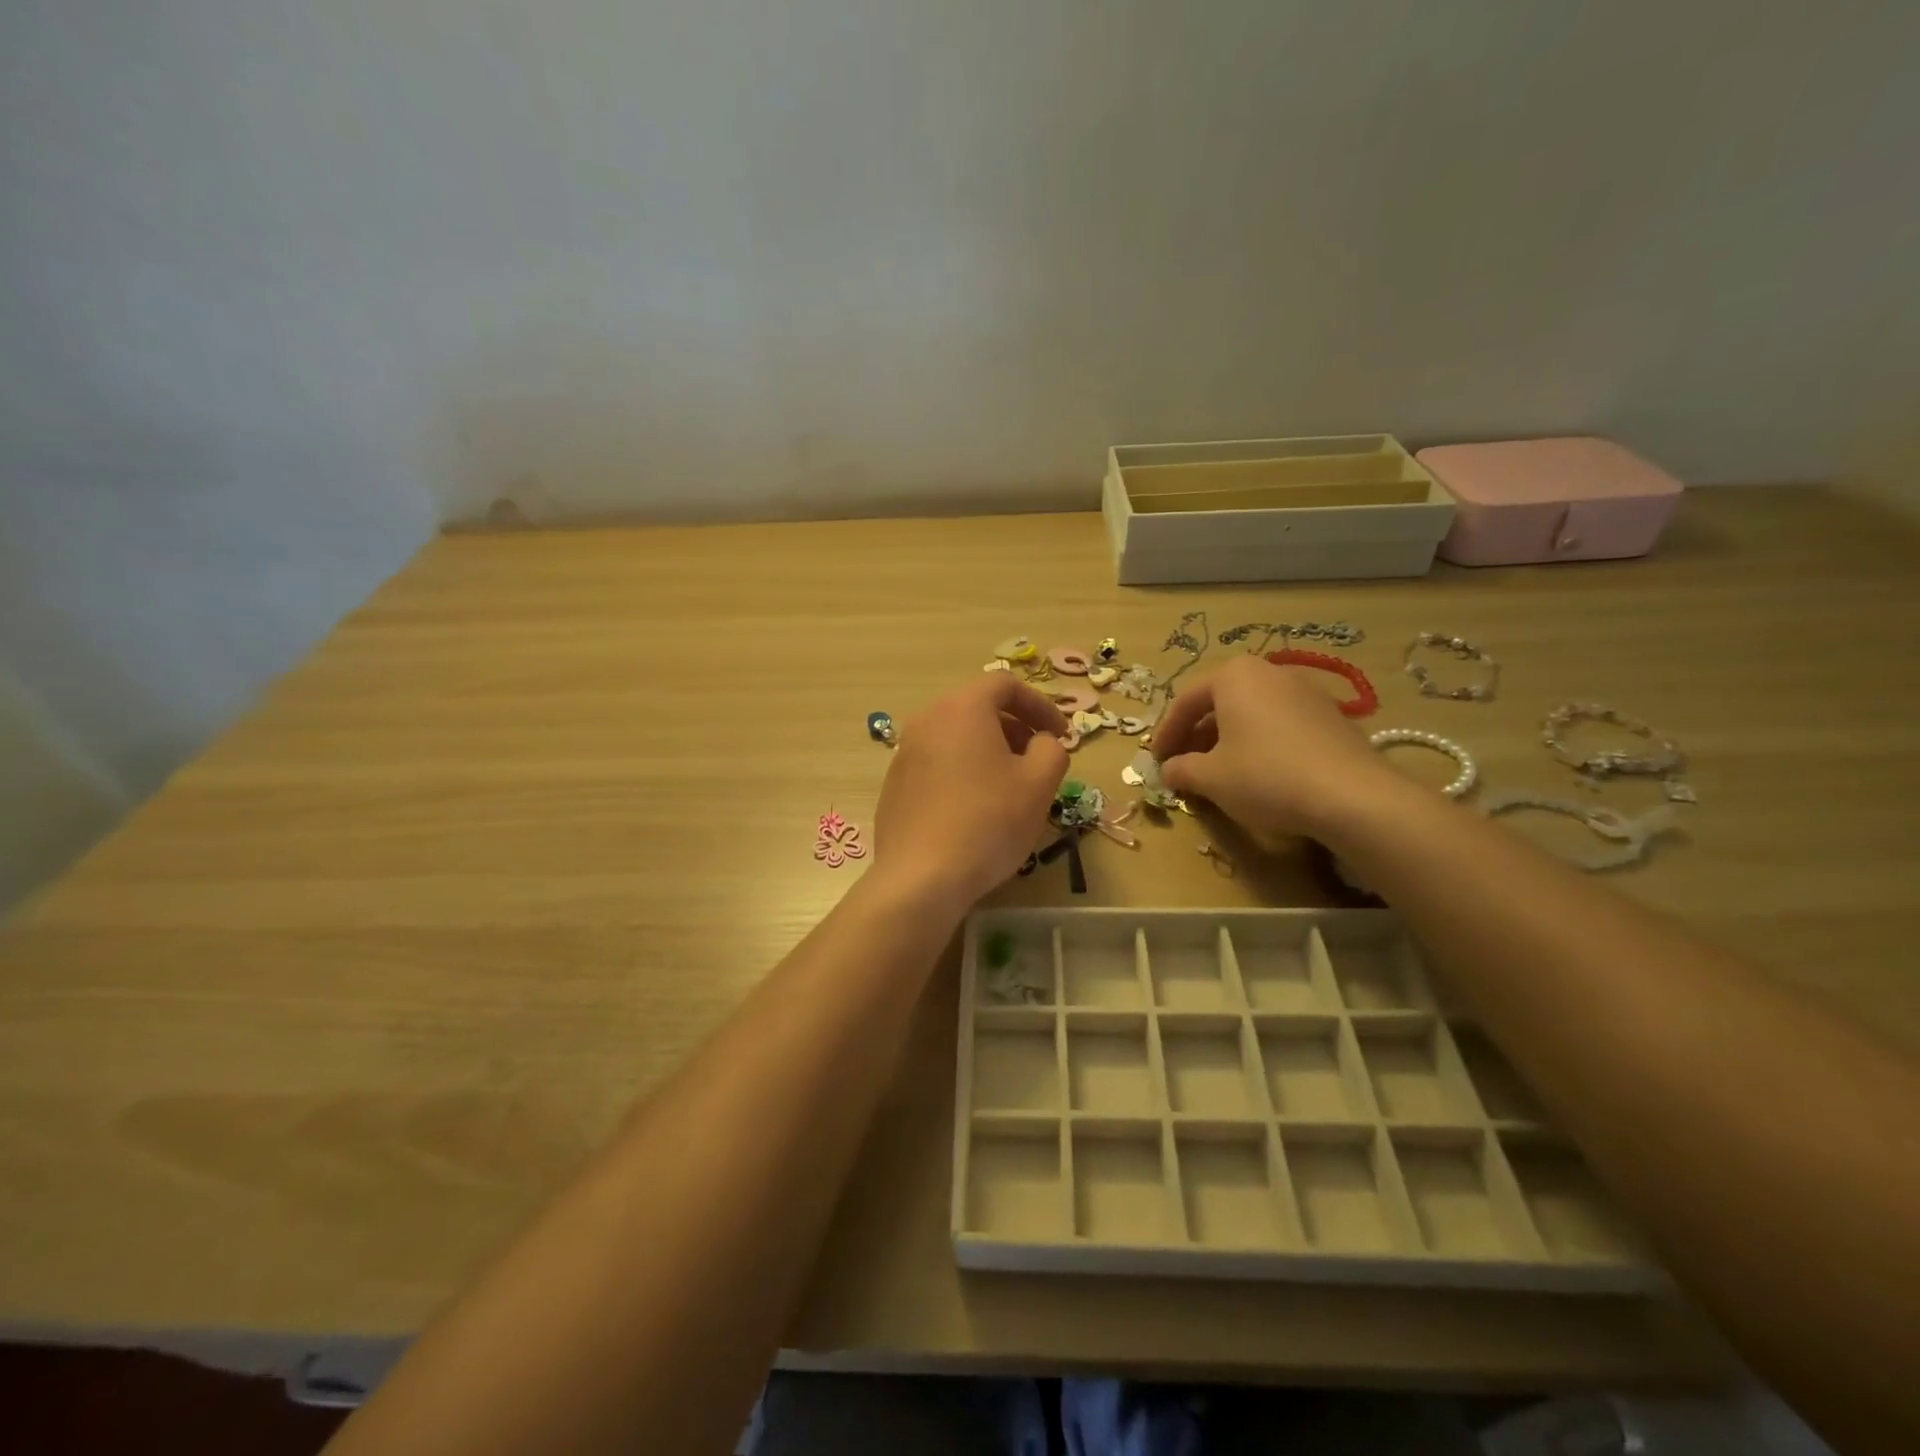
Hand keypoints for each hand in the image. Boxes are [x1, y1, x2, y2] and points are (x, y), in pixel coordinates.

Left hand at [872, 675, 1069, 909]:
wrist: (921, 877)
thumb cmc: (988, 821)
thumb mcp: (1039, 784)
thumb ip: (1052, 750)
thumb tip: (1043, 743)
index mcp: (962, 708)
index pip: (1005, 685)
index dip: (1040, 705)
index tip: (1061, 734)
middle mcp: (926, 720)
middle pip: (977, 709)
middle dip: (1015, 728)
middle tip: (1038, 760)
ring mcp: (904, 753)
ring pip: (955, 737)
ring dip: (988, 751)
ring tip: (1009, 787)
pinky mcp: (894, 785)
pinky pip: (936, 764)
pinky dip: (962, 772)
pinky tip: (975, 810)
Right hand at [1153, 655, 1399, 843]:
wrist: (1352, 796)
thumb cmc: (1265, 776)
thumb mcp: (1210, 777)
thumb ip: (1181, 769)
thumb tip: (1168, 771)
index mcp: (1234, 676)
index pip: (1185, 701)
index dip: (1165, 733)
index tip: (1155, 760)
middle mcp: (1269, 673)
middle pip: (1219, 703)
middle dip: (1196, 735)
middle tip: (1182, 765)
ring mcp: (1305, 691)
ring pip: (1251, 713)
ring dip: (1227, 740)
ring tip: (1217, 772)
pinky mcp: (1330, 716)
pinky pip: (1279, 724)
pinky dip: (1259, 743)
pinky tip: (1257, 773)